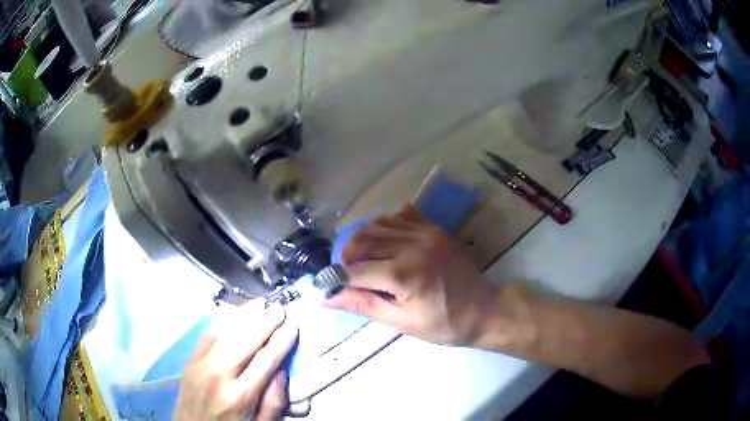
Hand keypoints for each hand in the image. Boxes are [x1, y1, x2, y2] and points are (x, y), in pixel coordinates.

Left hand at [174, 302, 297, 420]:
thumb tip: (281, 370)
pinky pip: (206, 336)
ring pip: (226, 334)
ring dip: (244, 317)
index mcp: (241, 395)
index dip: (281, 342)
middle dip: (265, 323)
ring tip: (260, 304)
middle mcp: (220, 375)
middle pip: (246, 342)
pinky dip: (221, 323)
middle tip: (279, 309)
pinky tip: (231, 315)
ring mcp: (201, 365)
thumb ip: (273, 401)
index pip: (266, 361)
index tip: (292, 327)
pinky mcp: (190, 361)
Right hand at [323, 205, 498, 345]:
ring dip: (362, 240)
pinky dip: (384, 225)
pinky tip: (385, 242)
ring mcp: (425, 232)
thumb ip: (363, 305)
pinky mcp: (433, 228)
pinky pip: (399, 214)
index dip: (336, 279)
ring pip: (377, 224)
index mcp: (404, 274)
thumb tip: (326, 298)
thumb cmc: (444, 324)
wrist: (484, 310)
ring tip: (363, 259)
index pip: (354, 271)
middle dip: (346, 257)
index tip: (329, 286)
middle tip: (348, 275)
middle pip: (361, 240)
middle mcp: (412, 246)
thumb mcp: (402, 322)